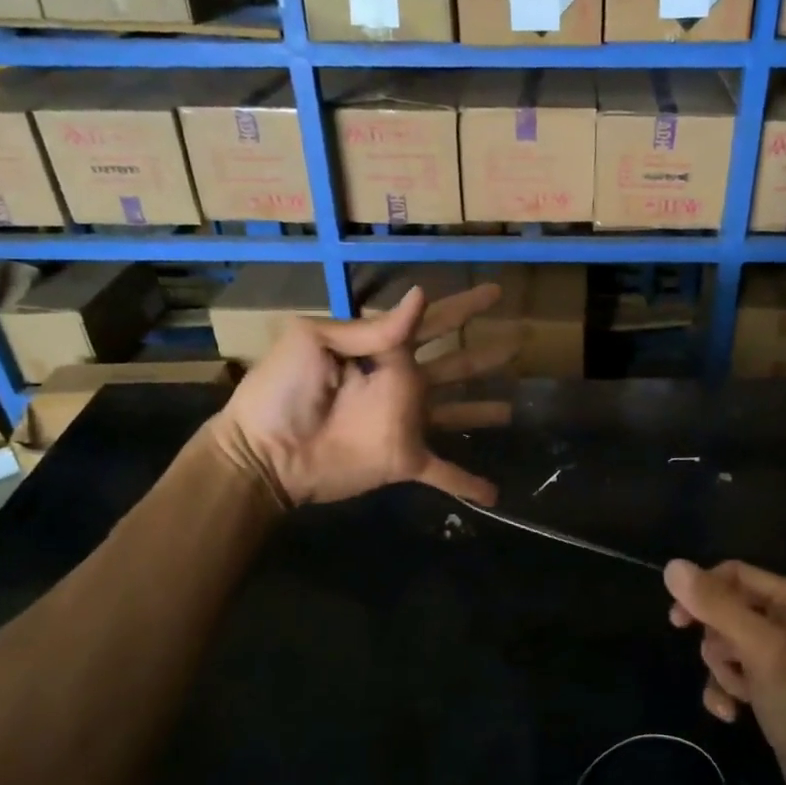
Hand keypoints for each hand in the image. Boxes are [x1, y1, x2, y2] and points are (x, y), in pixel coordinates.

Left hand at [211, 283, 513, 507]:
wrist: (263, 451)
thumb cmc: (281, 390)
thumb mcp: (314, 341)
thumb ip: (370, 328)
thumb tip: (419, 296)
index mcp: (383, 350)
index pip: (433, 321)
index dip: (464, 306)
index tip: (495, 291)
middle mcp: (403, 383)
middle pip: (456, 363)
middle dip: (486, 353)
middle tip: (521, 340)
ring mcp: (407, 423)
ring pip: (458, 412)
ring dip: (484, 410)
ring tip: (515, 407)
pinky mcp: (405, 459)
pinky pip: (445, 473)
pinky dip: (468, 483)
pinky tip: (494, 493)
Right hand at [665, 560, 785, 784]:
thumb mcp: (761, 649)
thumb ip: (718, 606)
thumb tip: (672, 566)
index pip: (736, 574)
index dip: (703, 592)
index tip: (678, 620)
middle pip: (728, 611)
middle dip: (719, 643)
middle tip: (729, 666)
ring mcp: (784, 656)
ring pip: (727, 645)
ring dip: (723, 671)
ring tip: (739, 695)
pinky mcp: (774, 687)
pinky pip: (735, 673)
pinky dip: (727, 690)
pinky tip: (731, 714)